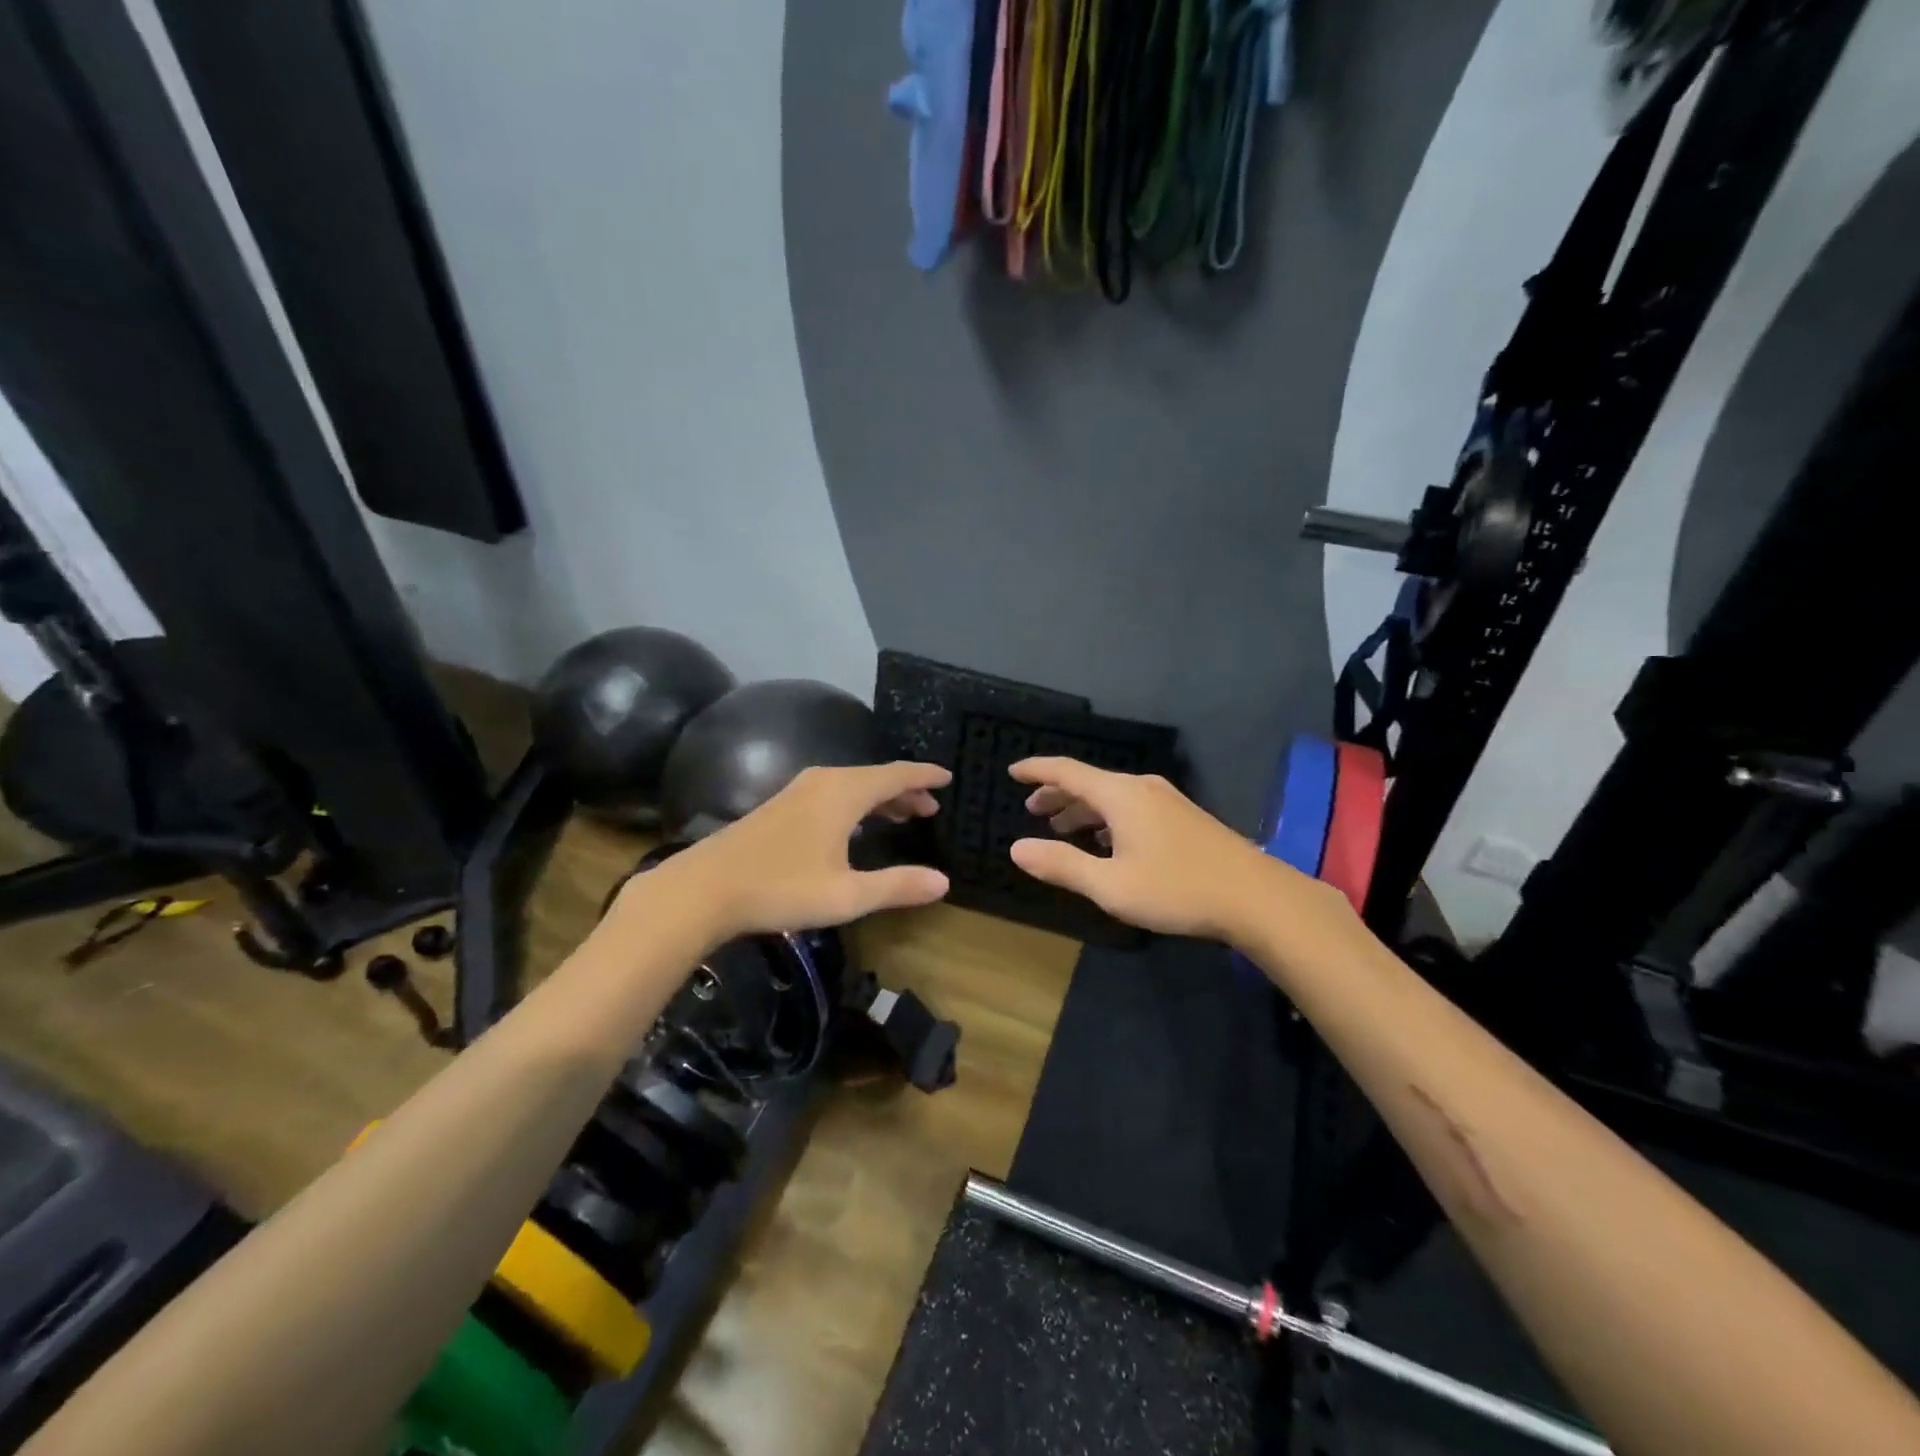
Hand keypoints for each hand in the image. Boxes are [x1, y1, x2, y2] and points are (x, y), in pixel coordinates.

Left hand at [653, 762, 952, 940]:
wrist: (704, 889)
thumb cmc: (781, 888)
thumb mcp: (847, 894)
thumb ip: (897, 885)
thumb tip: (943, 882)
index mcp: (844, 792)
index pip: (896, 774)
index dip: (924, 776)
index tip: (948, 777)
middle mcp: (823, 781)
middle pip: (875, 777)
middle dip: (905, 790)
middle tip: (931, 807)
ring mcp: (797, 791)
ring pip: (852, 785)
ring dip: (880, 798)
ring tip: (903, 815)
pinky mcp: (780, 806)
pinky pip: (833, 794)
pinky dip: (856, 804)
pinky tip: (855, 826)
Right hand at [1008, 757, 1303, 942]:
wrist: (1256, 897)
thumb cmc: (1177, 889)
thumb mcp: (1111, 885)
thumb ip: (1062, 865)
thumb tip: (1016, 849)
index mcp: (1120, 795)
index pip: (1067, 771)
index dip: (1036, 770)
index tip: (1012, 772)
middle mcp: (1141, 788)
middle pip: (1089, 782)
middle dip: (1057, 794)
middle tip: (1032, 810)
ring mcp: (1166, 801)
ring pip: (1111, 797)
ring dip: (1082, 810)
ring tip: (1061, 827)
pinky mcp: (1182, 818)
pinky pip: (1130, 807)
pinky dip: (1106, 819)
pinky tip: (1105, 843)